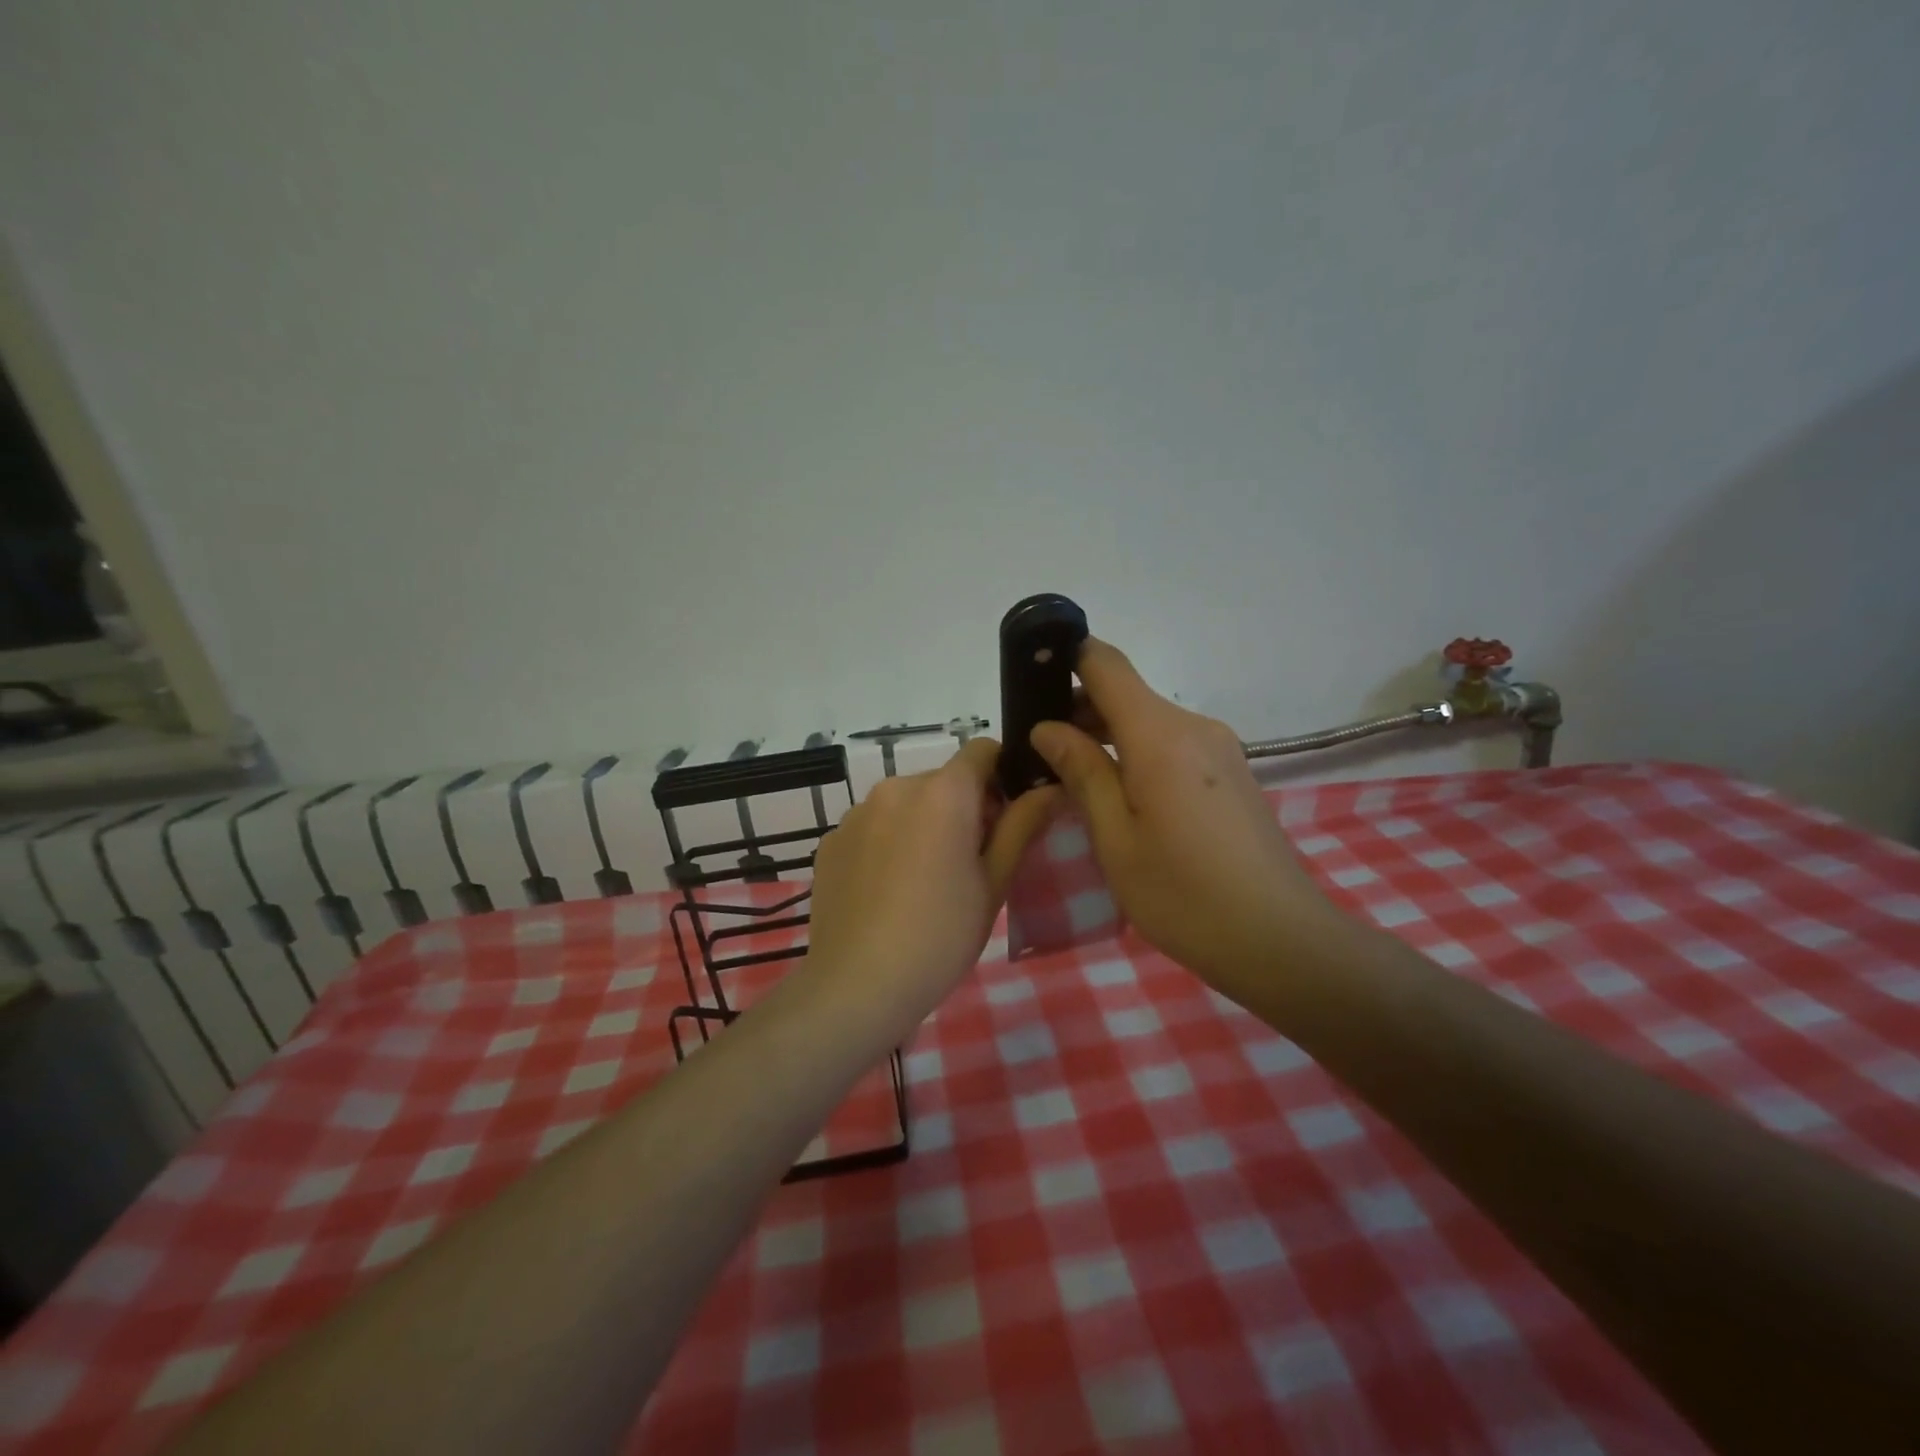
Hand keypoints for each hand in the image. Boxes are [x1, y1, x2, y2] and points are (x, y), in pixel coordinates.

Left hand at [805, 738, 1060, 1034]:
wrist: (858, 986)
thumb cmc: (941, 935)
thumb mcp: (993, 882)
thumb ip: (1022, 825)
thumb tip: (1052, 787)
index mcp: (943, 792)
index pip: (982, 751)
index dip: (1002, 776)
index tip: (1006, 818)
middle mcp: (896, 787)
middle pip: (943, 780)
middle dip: (963, 808)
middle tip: (971, 863)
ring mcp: (857, 813)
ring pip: (906, 803)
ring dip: (923, 824)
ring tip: (925, 882)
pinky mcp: (831, 840)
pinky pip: (872, 826)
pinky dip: (888, 843)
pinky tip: (888, 892)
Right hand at [1031, 638, 1336, 988]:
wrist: (1281, 940)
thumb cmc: (1184, 895)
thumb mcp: (1116, 839)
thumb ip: (1082, 773)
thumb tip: (1048, 728)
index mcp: (1161, 736)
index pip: (1105, 665)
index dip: (1066, 660)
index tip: (1030, 682)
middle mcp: (1194, 727)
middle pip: (1126, 694)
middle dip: (1078, 711)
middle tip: (1039, 753)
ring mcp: (1219, 749)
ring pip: (1149, 722)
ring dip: (1107, 737)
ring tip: (1071, 779)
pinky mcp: (1231, 772)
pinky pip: (1172, 745)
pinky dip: (1137, 755)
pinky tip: (1119, 797)